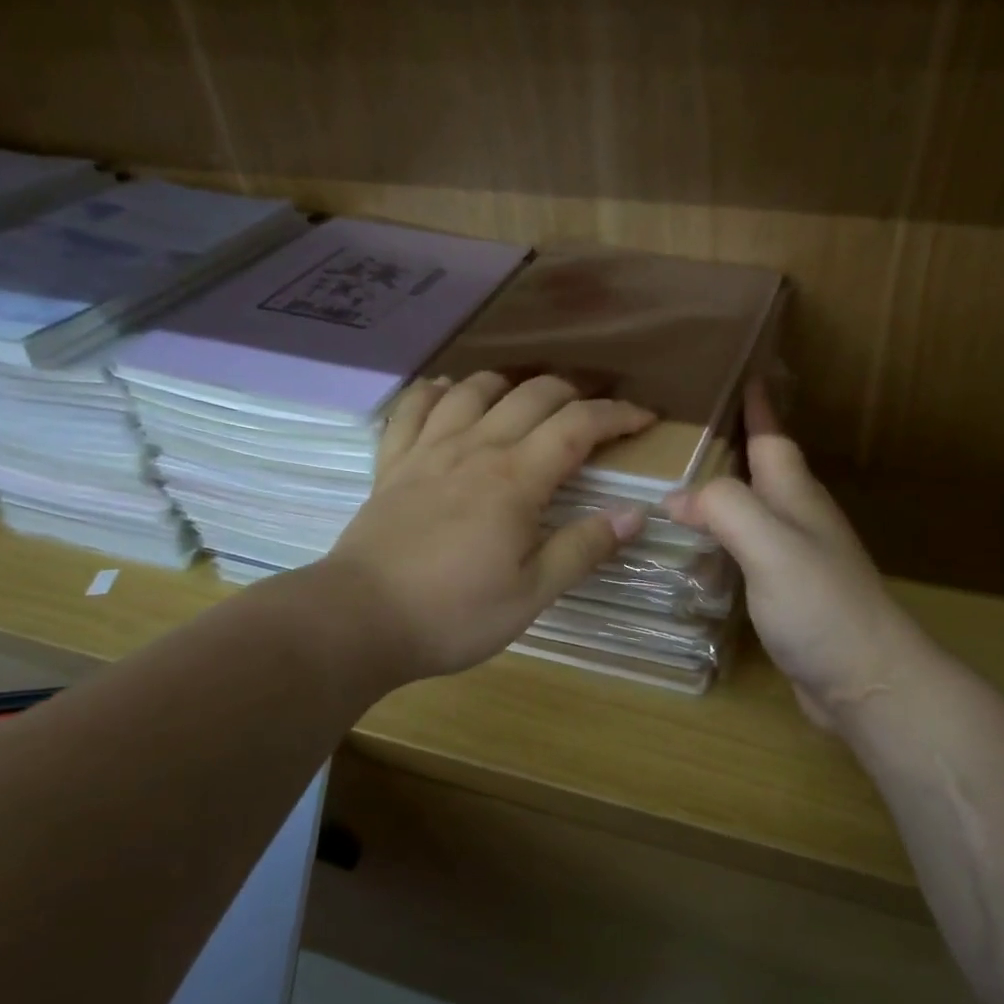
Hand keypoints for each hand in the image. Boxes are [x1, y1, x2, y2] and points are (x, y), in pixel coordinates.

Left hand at [322, 371, 655, 681]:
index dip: (616, 415)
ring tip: (525, 396)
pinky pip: (412, 408)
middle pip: (531, 396)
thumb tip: (634, 513)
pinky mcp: (393, 463)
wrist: (359, 620)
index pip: (578, 426)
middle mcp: (476, 448)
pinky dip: (433, 392)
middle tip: (593, 412)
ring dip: (508, 383)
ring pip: (473, 390)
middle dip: (573, 393)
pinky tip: (444, 391)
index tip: (644, 418)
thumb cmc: (453, 613)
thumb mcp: (531, 593)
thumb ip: (583, 548)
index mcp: (516, 478)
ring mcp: (428, 450)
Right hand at [666, 382, 924, 729]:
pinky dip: (723, 535)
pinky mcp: (787, 592)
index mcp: (795, 497)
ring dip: (724, 489)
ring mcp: (795, 557)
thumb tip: (676, 497)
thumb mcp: (771, 546)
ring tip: (681, 478)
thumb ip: (725, 509)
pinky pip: (748, 547)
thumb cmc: (821, 605)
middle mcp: (798, 518)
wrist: (867, 680)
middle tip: (686, 425)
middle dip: (733, 441)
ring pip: (754, 508)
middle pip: (763, 468)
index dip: (757, 405)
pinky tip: (700, 547)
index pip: (772, 436)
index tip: (741, 369)